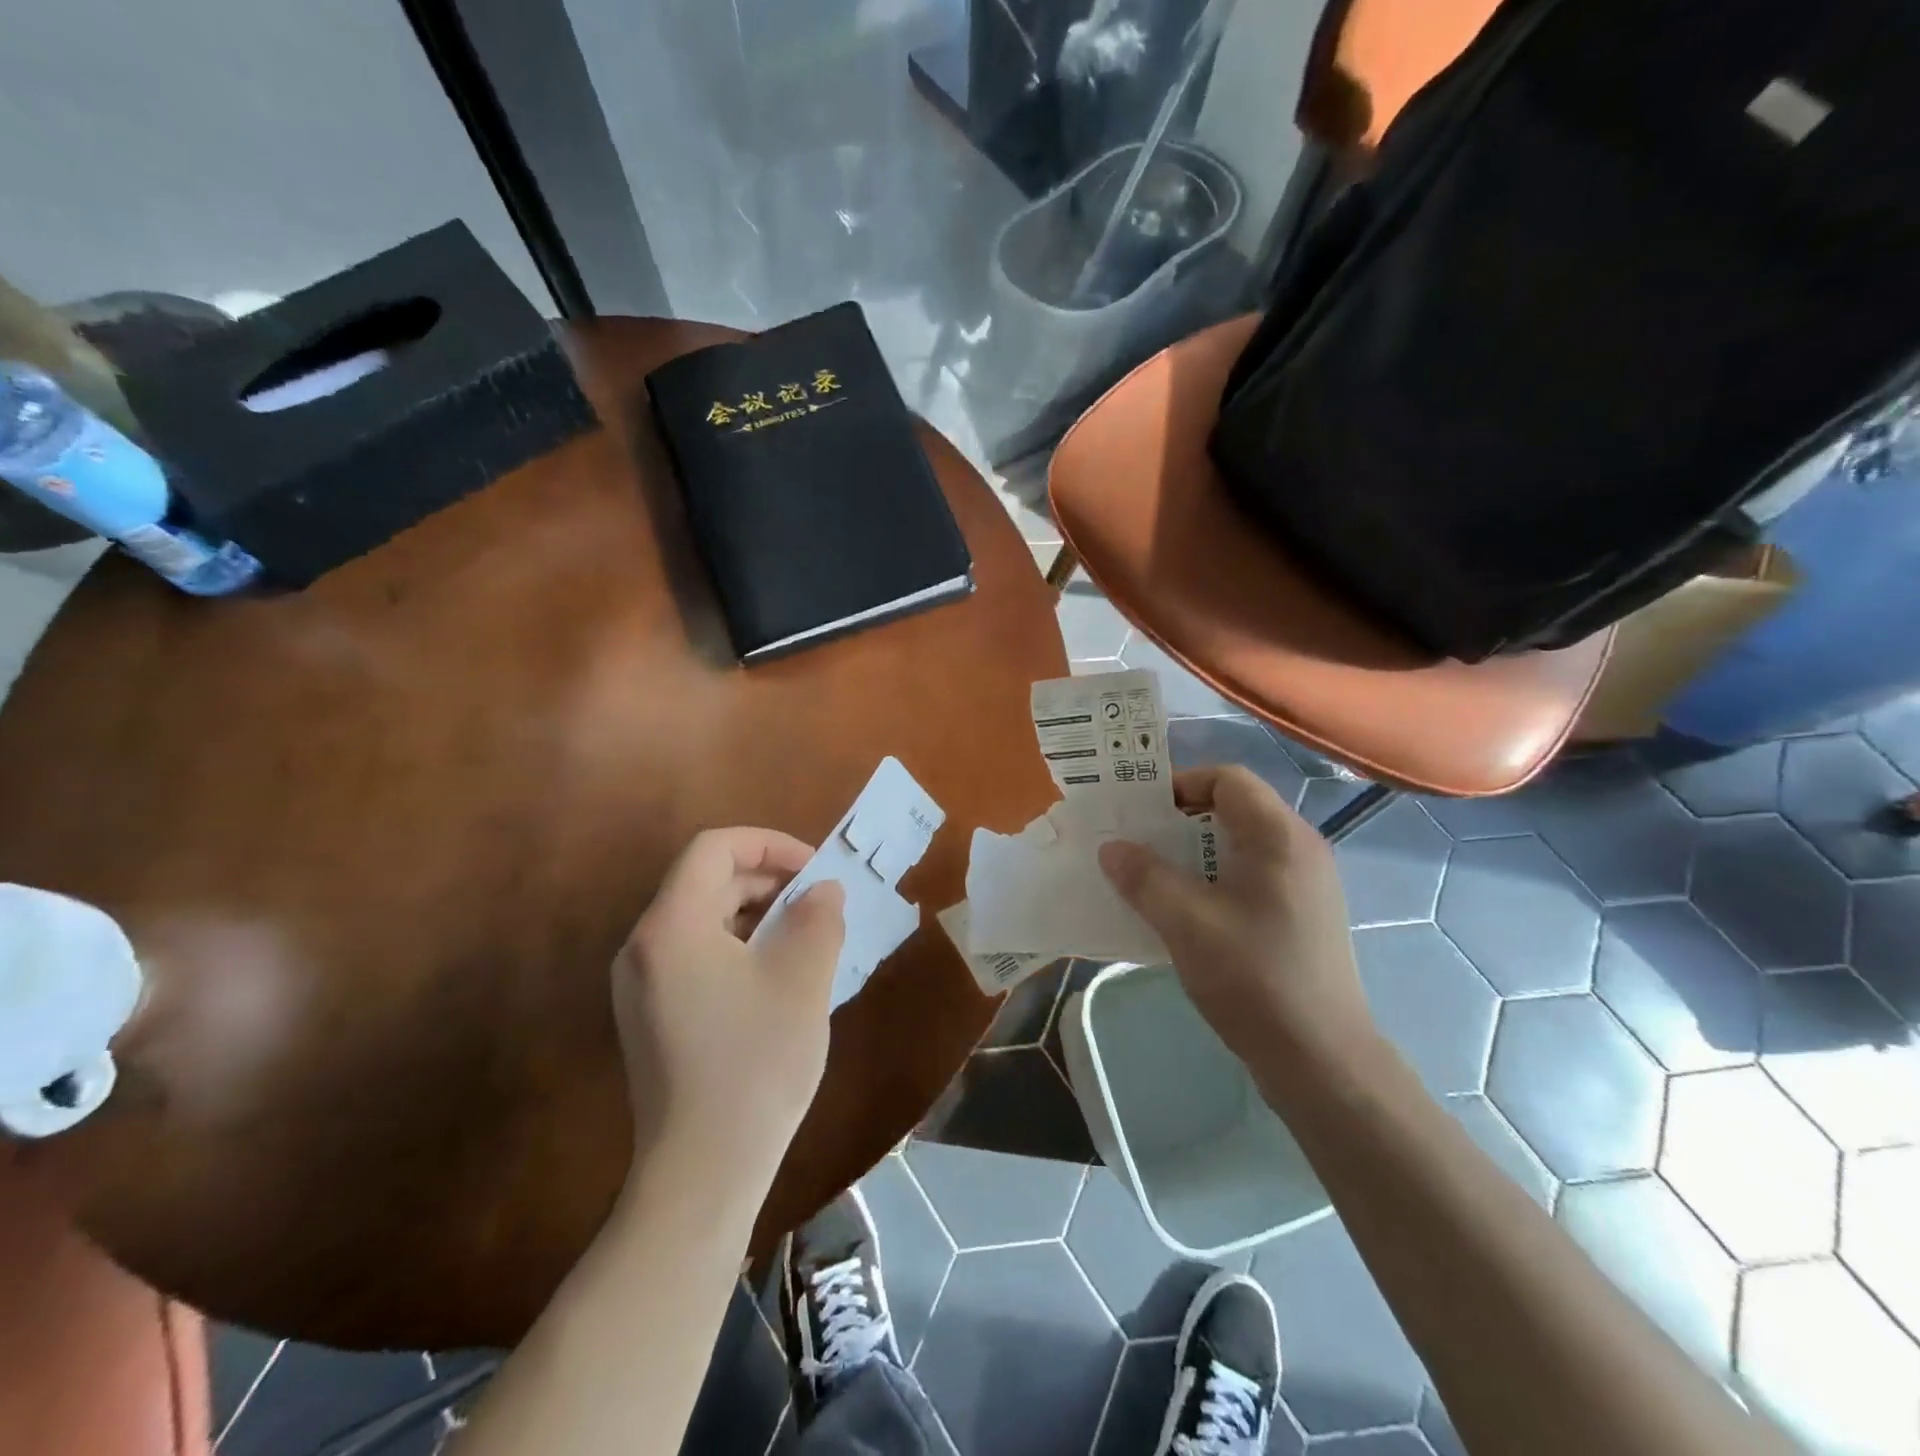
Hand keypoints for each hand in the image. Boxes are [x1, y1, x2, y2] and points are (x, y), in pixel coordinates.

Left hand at [613, 829, 845, 1186]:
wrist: (703, 1171)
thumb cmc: (756, 1063)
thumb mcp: (802, 979)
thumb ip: (818, 917)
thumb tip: (822, 890)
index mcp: (672, 926)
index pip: (714, 849)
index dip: (769, 844)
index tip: (814, 869)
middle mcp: (643, 946)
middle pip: (705, 882)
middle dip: (767, 879)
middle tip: (817, 902)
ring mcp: (640, 985)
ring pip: (702, 920)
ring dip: (756, 914)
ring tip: (804, 937)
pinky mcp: (649, 1017)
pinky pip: (695, 956)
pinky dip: (738, 947)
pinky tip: (776, 976)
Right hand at [1098, 765, 1374, 1068]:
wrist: (1321, 1059)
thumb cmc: (1254, 978)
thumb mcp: (1186, 922)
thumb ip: (1145, 877)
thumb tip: (1112, 848)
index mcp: (1279, 837)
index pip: (1228, 779)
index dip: (1181, 784)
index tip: (1141, 812)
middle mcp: (1300, 849)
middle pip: (1235, 809)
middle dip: (1181, 819)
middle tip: (1138, 841)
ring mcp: (1306, 884)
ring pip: (1241, 846)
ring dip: (1194, 852)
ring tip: (1153, 876)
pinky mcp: (1302, 915)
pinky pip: (1251, 876)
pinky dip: (1214, 879)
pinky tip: (1186, 911)